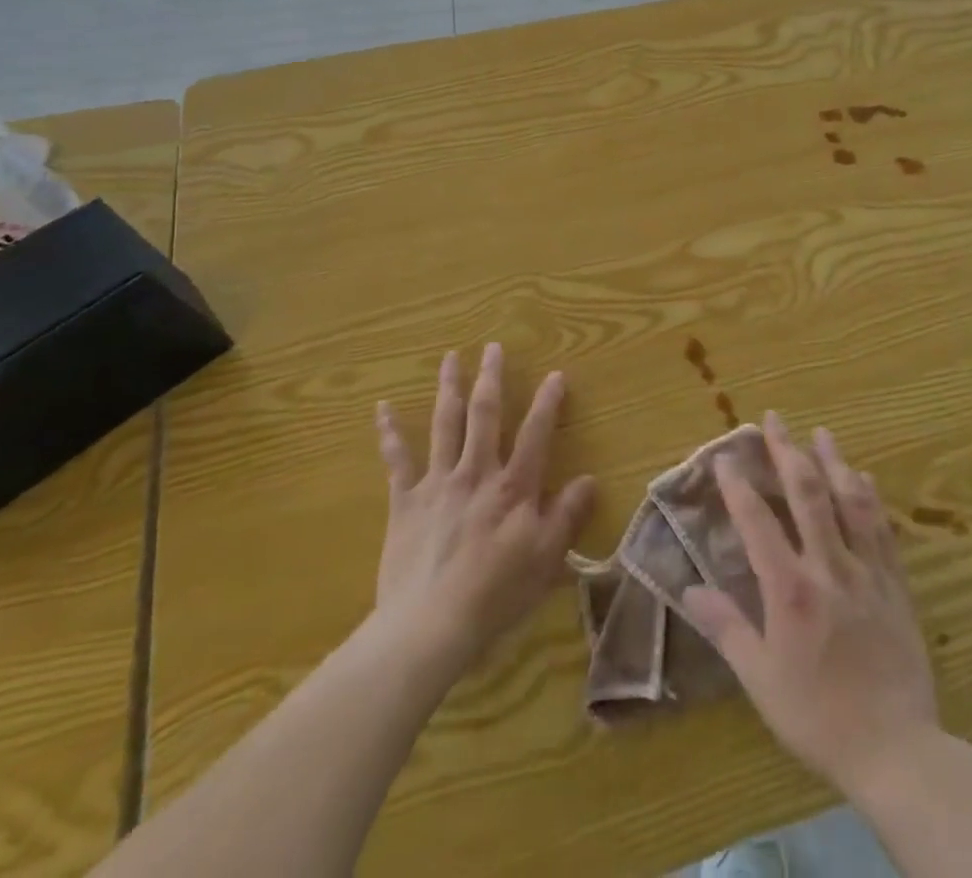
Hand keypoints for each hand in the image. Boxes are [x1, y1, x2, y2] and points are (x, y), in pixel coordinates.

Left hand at [372, 345, 595, 675]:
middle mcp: (476, 472)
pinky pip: (396, 460)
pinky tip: (382, 408)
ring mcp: (437, 483)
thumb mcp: (545, 558)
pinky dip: (389, 432)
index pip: (535, 433)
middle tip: (492, 347)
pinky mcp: (405, 501)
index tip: (556, 374)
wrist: (429, 625)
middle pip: (484, 415)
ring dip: (448, 388)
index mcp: (513, 486)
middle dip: (490, 378)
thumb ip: (567, 515)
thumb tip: (589, 479)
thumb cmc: (495, 594)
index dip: (547, 402)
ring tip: (450, 357)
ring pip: (444, 424)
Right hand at [681, 413, 939, 797]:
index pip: (758, 522)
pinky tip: (864, 477)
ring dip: (833, 462)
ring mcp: (867, 572)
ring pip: (849, 502)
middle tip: (774, 419)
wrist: (897, 751)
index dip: (739, 485)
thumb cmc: (818, 717)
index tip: (726, 456)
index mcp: (790, 590)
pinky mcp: (895, 585)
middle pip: (807, 495)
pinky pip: (882, 530)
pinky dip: (870, 498)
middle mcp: (829, 568)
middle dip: (787, 452)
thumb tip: (689, 590)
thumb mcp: (761, 680)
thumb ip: (726, 628)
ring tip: (822, 432)